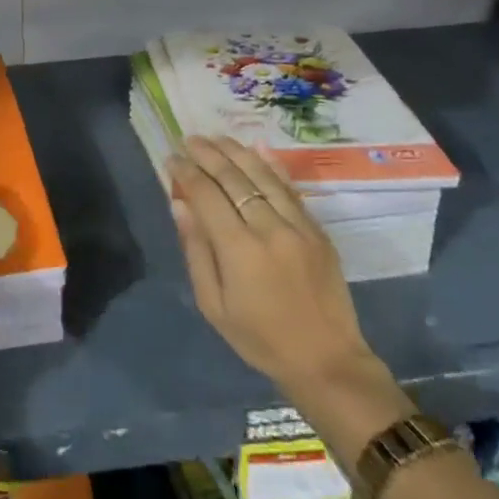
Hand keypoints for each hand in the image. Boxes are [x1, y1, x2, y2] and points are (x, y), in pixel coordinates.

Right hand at [168, 136, 409, 459]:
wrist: (327, 361)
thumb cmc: (260, 339)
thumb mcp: (213, 305)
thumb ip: (196, 250)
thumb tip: (180, 205)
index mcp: (239, 250)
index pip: (206, 196)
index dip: (186, 173)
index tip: (171, 158)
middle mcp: (269, 229)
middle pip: (233, 178)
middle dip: (207, 154)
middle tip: (189, 139)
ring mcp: (298, 226)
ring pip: (263, 176)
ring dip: (236, 152)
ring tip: (215, 137)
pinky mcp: (317, 230)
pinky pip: (290, 188)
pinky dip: (272, 165)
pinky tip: (257, 147)